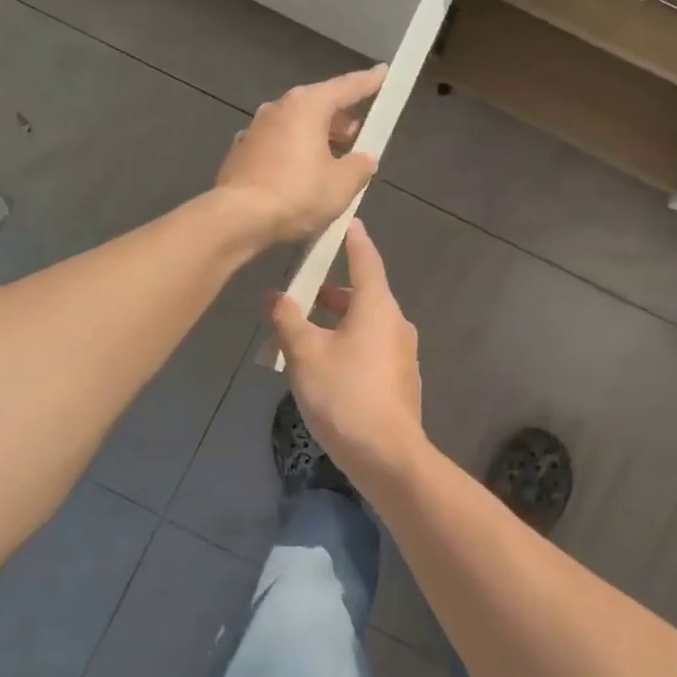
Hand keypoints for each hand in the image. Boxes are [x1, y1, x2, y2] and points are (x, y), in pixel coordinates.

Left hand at [215, 66, 386, 242]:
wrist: (238, 218)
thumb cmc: (297, 194)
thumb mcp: (342, 184)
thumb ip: (359, 166)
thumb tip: (365, 158)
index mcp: (307, 106)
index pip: (345, 87)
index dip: (368, 82)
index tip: (383, 72)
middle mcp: (278, 108)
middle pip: (317, 104)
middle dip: (340, 116)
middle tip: (357, 131)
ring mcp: (255, 129)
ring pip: (295, 124)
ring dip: (316, 135)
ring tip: (333, 156)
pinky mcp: (241, 152)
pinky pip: (277, 143)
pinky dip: (294, 151)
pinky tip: (300, 172)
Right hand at [271, 219, 424, 478]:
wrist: (387, 455)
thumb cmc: (344, 394)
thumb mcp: (304, 354)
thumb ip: (287, 320)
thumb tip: (274, 295)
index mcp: (376, 306)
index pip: (366, 259)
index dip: (353, 239)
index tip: (345, 221)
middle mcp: (395, 322)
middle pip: (365, 293)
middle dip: (334, 290)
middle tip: (305, 290)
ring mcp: (402, 352)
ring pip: (367, 323)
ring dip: (339, 321)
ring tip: (306, 332)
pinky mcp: (401, 379)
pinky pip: (372, 347)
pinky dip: (350, 343)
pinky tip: (326, 365)